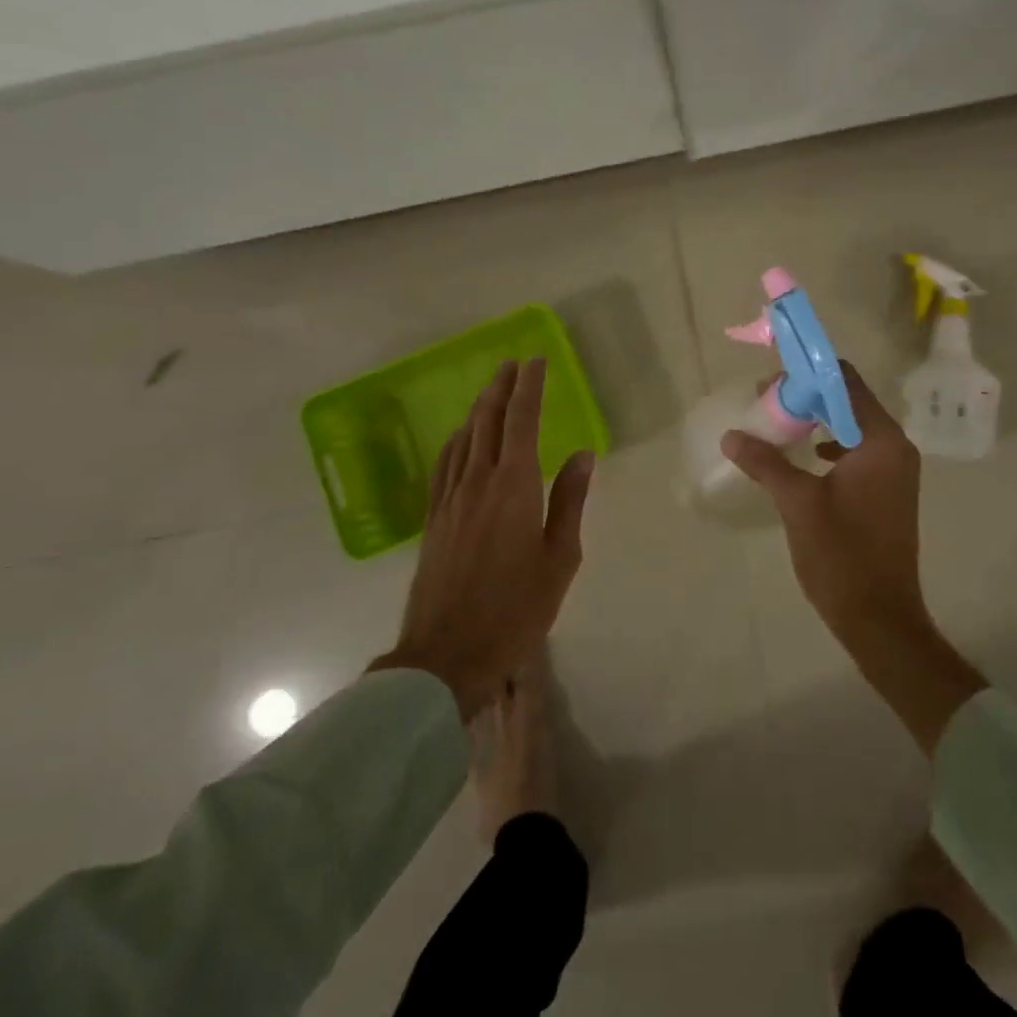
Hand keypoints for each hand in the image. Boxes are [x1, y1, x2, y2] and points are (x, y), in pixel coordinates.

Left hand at [372, 360, 593, 720]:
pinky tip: (460, 438)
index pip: (521, 421)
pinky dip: (456, 441)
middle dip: (501, 387)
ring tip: (491, 390)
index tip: (536, 362)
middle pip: (488, 421)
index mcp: (514, 486)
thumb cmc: (516, 608)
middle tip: (513, 364)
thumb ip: (570, 500)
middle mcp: (478, 481)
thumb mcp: (560, 557)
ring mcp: (450, 499)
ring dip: (479, 409)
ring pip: (464, 439)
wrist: (447, 654)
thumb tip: (582, 454)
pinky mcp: (433, 519)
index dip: (529, 388)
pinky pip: (444, 465)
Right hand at [722, 361, 925, 648]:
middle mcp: (895, 446)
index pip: (845, 381)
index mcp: (881, 440)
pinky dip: (830, 445)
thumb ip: (766, 463)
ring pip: (852, 426)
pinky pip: (857, 451)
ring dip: (816, 421)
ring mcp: (895, 470)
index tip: (770, 384)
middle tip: (765, 404)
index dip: (807, 375)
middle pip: (849, 400)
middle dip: (806, 398)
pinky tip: (803, 457)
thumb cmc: (842, 555)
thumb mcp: (798, 504)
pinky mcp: (888, 490)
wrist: (880, 617)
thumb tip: (732, 436)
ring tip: (778, 427)